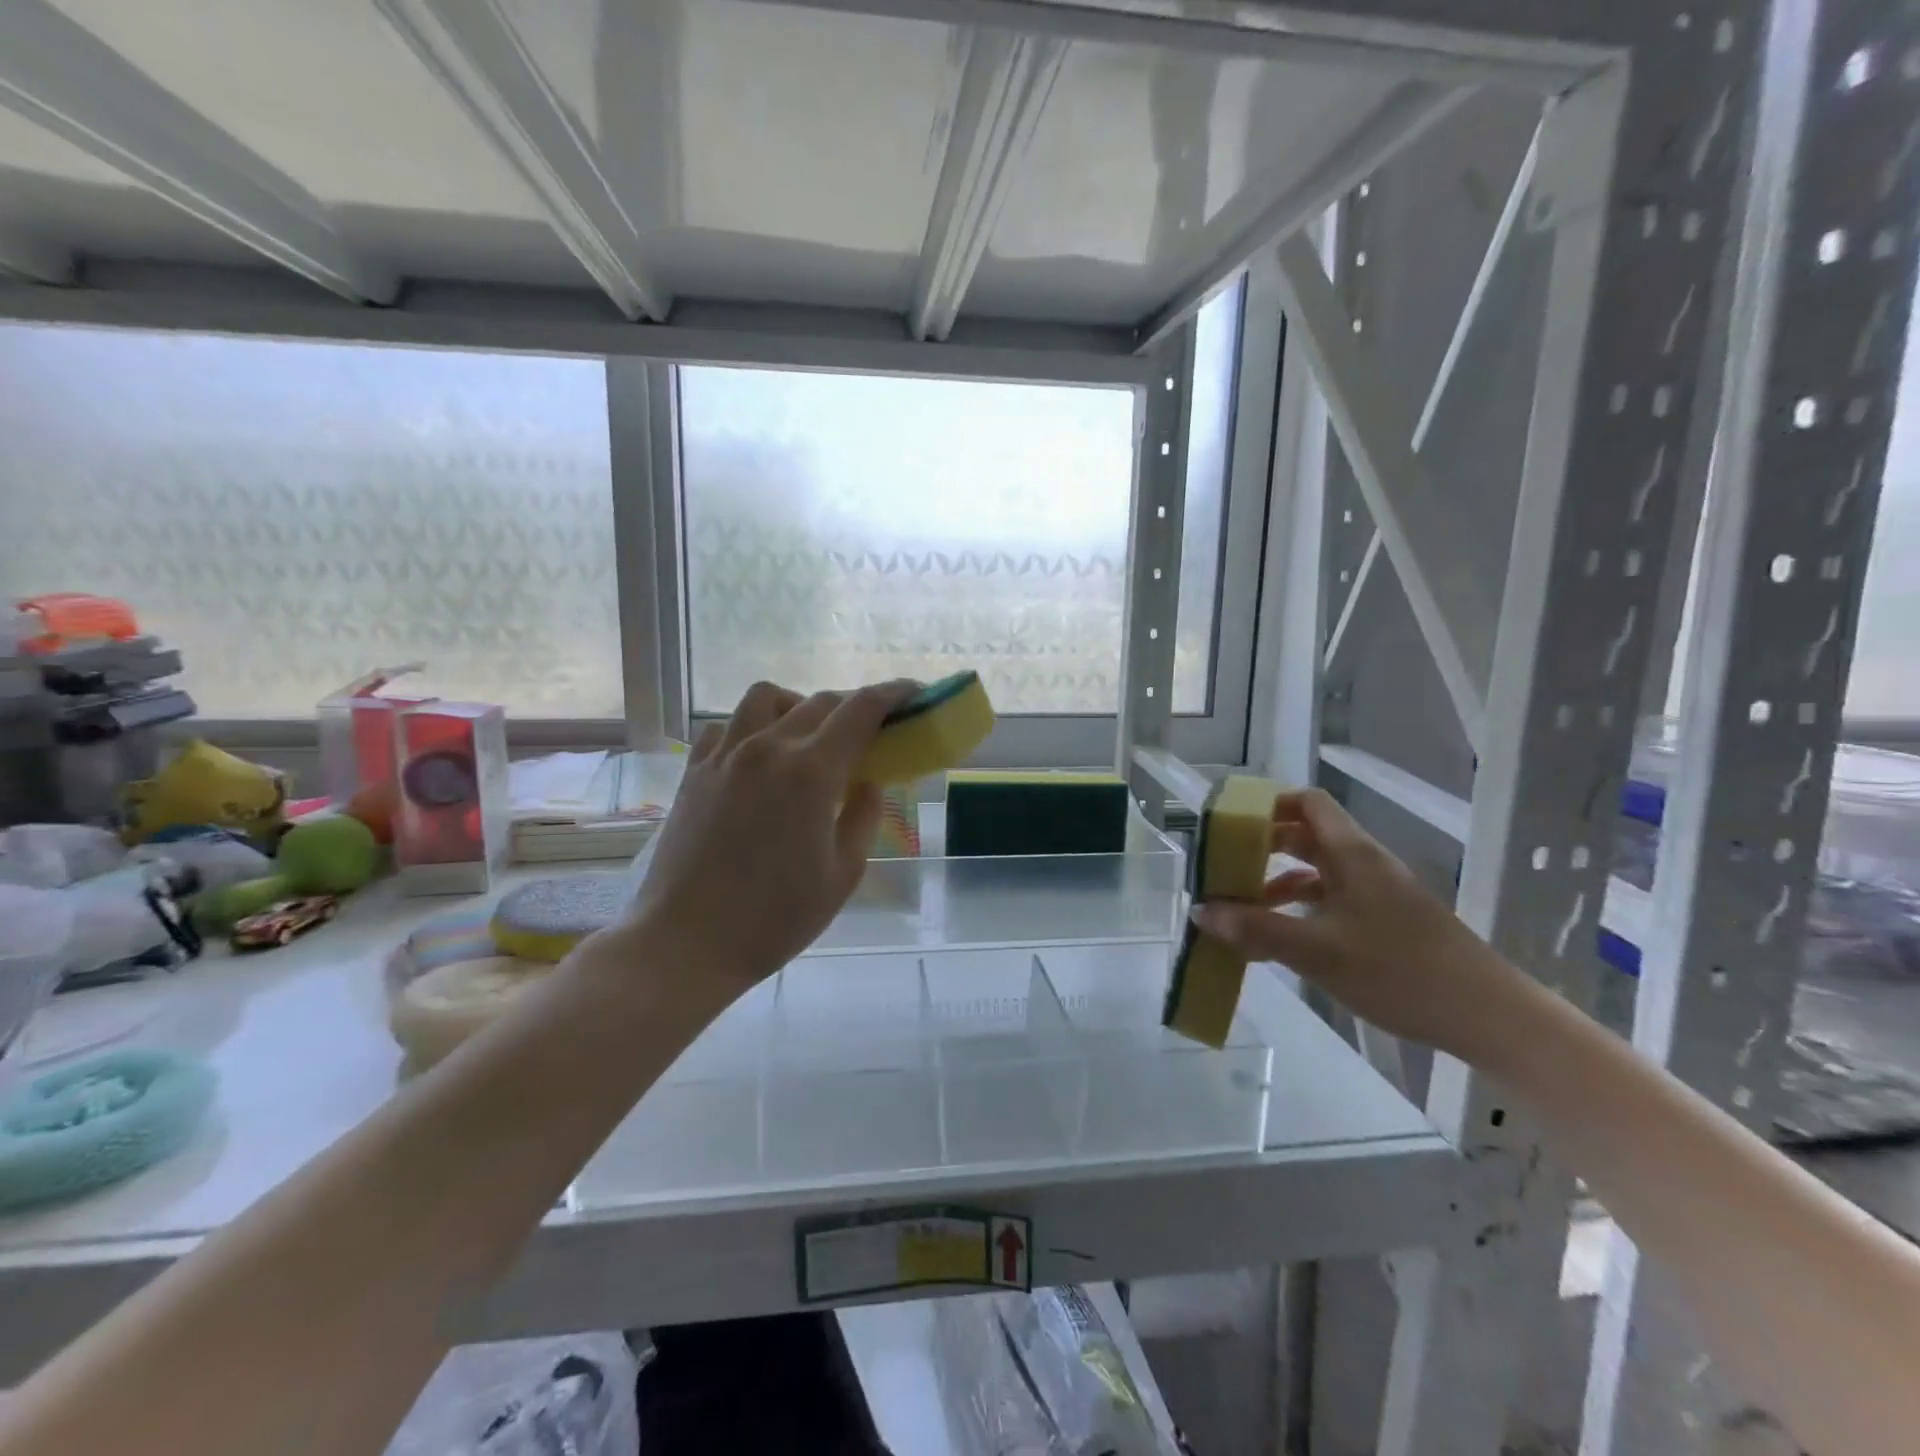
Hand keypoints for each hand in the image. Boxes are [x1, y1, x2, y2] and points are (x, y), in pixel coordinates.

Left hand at [625, 679, 914, 993]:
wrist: (686, 943)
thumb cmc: (775, 918)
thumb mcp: (843, 874)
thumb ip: (863, 816)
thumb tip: (869, 781)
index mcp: (810, 773)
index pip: (860, 711)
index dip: (892, 694)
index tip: (913, 693)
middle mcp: (767, 748)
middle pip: (820, 701)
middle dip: (854, 707)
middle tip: (870, 731)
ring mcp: (725, 755)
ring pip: (766, 697)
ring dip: (799, 705)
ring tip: (809, 737)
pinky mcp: (694, 771)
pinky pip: (727, 725)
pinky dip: (752, 726)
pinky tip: (759, 756)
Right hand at [1190, 788, 1527, 1062]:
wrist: (1489, 1017)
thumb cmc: (1400, 972)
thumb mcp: (1317, 952)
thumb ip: (1257, 929)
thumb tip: (1202, 910)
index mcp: (1351, 854)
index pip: (1307, 803)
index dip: (1267, 804)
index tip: (1230, 824)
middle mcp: (1364, 864)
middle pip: (1306, 835)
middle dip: (1262, 846)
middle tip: (1225, 866)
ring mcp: (1379, 894)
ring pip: (1318, 871)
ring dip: (1278, 881)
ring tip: (1244, 908)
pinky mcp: (1387, 923)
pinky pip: (1332, 900)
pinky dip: (1301, 908)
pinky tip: (1283, 938)